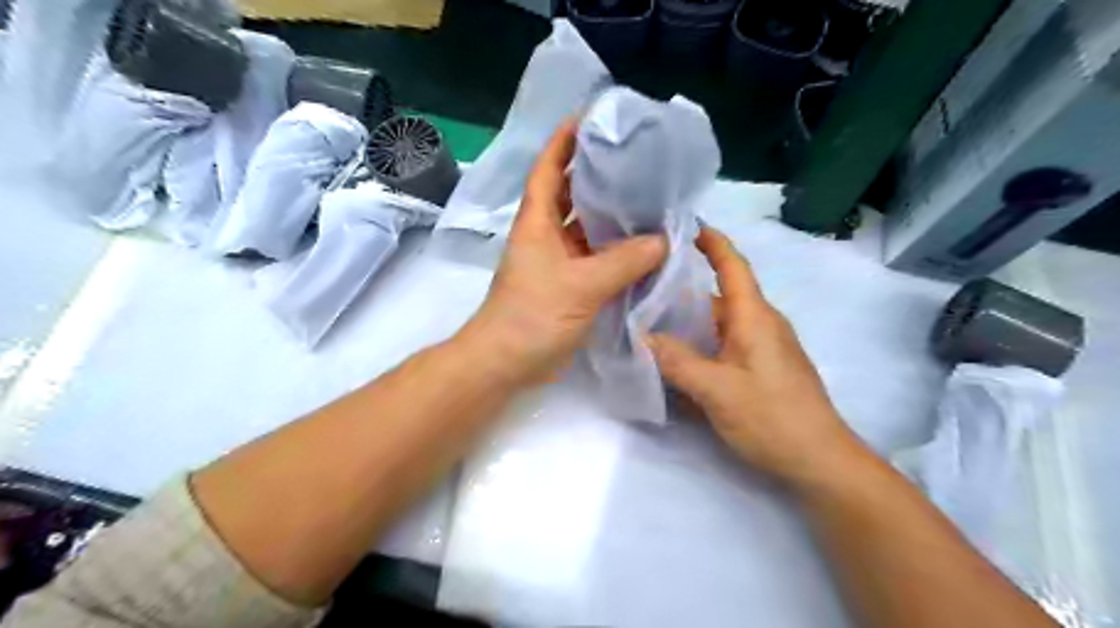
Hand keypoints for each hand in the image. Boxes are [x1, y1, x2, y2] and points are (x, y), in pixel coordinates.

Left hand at [462, 121, 667, 387]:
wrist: (507, 363)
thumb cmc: (533, 316)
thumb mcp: (581, 285)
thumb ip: (625, 261)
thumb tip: (664, 240)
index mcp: (537, 222)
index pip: (547, 168)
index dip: (564, 140)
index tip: (591, 117)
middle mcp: (545, 235)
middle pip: (569, 194)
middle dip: (596, 173)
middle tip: (635, 159)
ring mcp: (556, 262)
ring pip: (585, 228)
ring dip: (610, 215)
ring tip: (648, 197)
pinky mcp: (567, 286)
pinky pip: (595, 258)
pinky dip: (615, 251)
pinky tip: (644, 245)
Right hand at [648, 228, 863, 487]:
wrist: (820, 460)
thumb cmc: (771, 417)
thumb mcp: (716, 390)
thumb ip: (676, 361)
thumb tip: (642, 336)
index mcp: (754, 317)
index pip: (733, 266)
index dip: (712, 241)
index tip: (684, 224)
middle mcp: (762, 324)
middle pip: (721, 294)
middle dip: (686, 286)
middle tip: (646, 284)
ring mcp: (765, 346)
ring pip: (722, 321)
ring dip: (691, 317)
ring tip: (652, 319)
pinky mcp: (764, 367)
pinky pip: (727, 341)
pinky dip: (702, 339)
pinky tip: (680, 355)